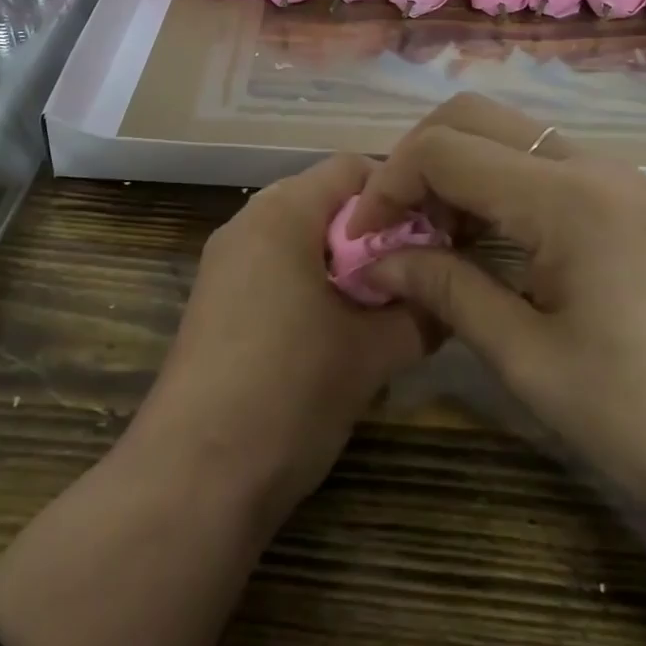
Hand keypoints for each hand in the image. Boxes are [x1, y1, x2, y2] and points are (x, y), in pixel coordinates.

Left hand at [133, 153, 429, 518]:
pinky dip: (311, 284)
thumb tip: (451, 296)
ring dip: (343, 263)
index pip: (351, 168)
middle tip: (413, 275)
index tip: (434, 238)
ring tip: (379, 309)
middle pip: (323, 200)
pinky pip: (274, 269)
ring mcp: (224, 263)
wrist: (194, 477)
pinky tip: (334, 334)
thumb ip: (422, 312)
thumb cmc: (290, 391)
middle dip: (373, 233)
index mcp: (282, 212)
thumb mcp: (372, 353)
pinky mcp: (214, 302)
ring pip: (299, 237)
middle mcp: (247, 223)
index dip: (399, 196)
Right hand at [349, 93, 645, 544]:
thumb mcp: (525, 359)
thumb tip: (377, 258)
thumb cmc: (637, 416)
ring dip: (452, 167)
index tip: (361, 237)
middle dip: (415, 159)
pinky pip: (534, 161)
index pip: (444, 149)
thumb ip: (444, 289)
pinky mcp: (619, 196)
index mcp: (564, 198)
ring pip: (503, 132)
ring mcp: (609, 175)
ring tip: (425, 233)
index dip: (388, 184)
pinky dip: (489, 180)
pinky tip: (475, 234)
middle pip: (471, 116)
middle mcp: (588, 164)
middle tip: (391, 225)